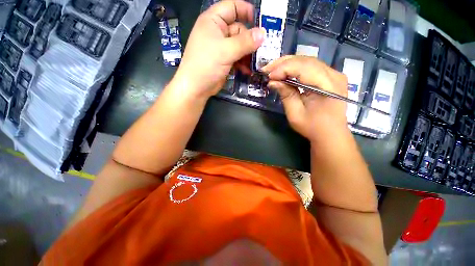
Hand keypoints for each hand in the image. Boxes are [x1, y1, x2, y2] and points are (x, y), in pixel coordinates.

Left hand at [172, 0, 264, 99]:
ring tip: (255, 63)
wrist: (196, 87)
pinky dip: (243, 63)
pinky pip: (237, 58)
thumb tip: (263, 33)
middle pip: (239, 29)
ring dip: (248, 54)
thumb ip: (245, 42)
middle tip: (262, 50)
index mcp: (214, 21)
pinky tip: (248, 70)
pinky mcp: (224, 61)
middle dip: (250, 40)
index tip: (260, 21)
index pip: (232, 7)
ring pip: (240, 46)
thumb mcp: (226, 51)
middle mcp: (218, 32)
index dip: (246, 10)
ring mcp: (221, 48)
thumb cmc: (206, 64)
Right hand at [262, 56, 348, 140]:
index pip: (303, 68)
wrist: (330, 134)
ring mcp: (334, 74)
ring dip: (288, 64)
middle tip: (267, 69)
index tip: (268, 76)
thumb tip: (273, 82)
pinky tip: (285, 71)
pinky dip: (296, 67)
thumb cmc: (313, 127)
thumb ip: (286, 95)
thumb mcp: (295, 113)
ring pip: (308, 61)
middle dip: (283, 63)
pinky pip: (311, 66)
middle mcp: (334, 75)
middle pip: (306, 60)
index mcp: (328, 86)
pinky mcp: (331, 77)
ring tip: (273, 69)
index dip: (284, 69)